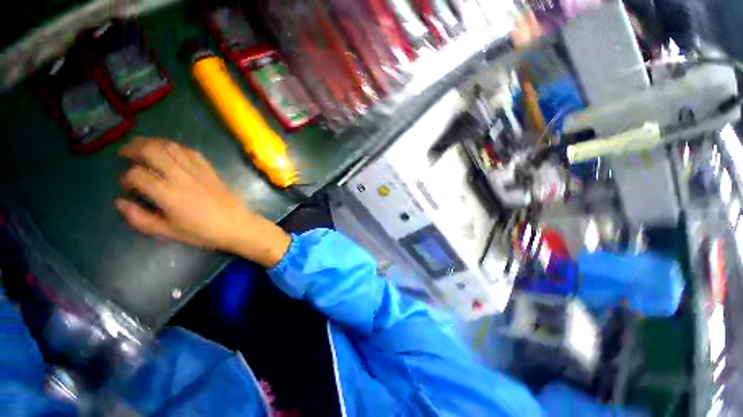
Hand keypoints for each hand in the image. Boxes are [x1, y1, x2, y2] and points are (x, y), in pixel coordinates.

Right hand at [116, 138, 290, 266]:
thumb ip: (141, 219)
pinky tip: (171, 152)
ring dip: (154, 142)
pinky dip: (177, 147)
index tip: (125, 185)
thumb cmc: (204, 232)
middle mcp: (181, 177)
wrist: (238, 225)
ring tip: (143, 147)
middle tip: (125, 153)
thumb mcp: (169, 232)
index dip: (125, 177)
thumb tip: (120, 203)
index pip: (137, 174)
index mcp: (168, 194)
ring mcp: (198, 171)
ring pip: (172, 147)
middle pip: (152, 150)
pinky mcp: (211, 170)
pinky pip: (192, 152)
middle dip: (133, 148)